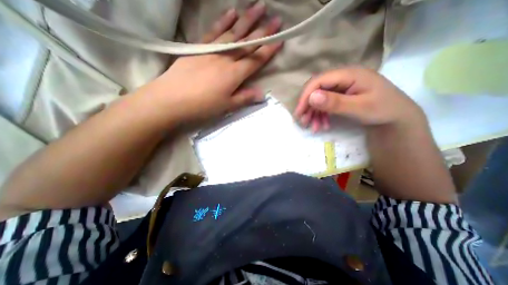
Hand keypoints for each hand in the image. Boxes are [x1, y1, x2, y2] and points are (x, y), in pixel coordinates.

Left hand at [150, 2, 284, 123]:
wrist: (171, 99)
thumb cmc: (202, 106)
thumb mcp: (227, 106)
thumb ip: (245, 98)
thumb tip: (263, 94)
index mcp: (234, 74)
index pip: (256, 59)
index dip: (269, 50)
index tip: (280, 39)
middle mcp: (226, 59)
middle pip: (247, 43)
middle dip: (263, 30)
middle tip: (276, 18)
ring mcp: (212, 51)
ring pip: (233, 32)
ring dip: (247, 19)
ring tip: (258, 6)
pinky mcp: (199, 48)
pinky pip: (214, 32)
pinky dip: (224, 21)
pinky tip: (231, 12)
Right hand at [294, 67, 424, 131]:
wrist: (396, 118)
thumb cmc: (383, 111)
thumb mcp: (360, 108)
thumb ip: (336, 102)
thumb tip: (312, 97)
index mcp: (350, 74)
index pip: (319, 80)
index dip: (306, 96)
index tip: (299, 112)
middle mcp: (343, 78)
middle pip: (317, 89)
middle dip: (308, 106)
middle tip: (303, 122)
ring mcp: (341, 87)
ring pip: (319, 98)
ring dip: (314, 113)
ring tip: (314, 127)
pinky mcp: (340, 96)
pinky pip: (325, 104)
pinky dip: (321, 115)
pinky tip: (322, 125)